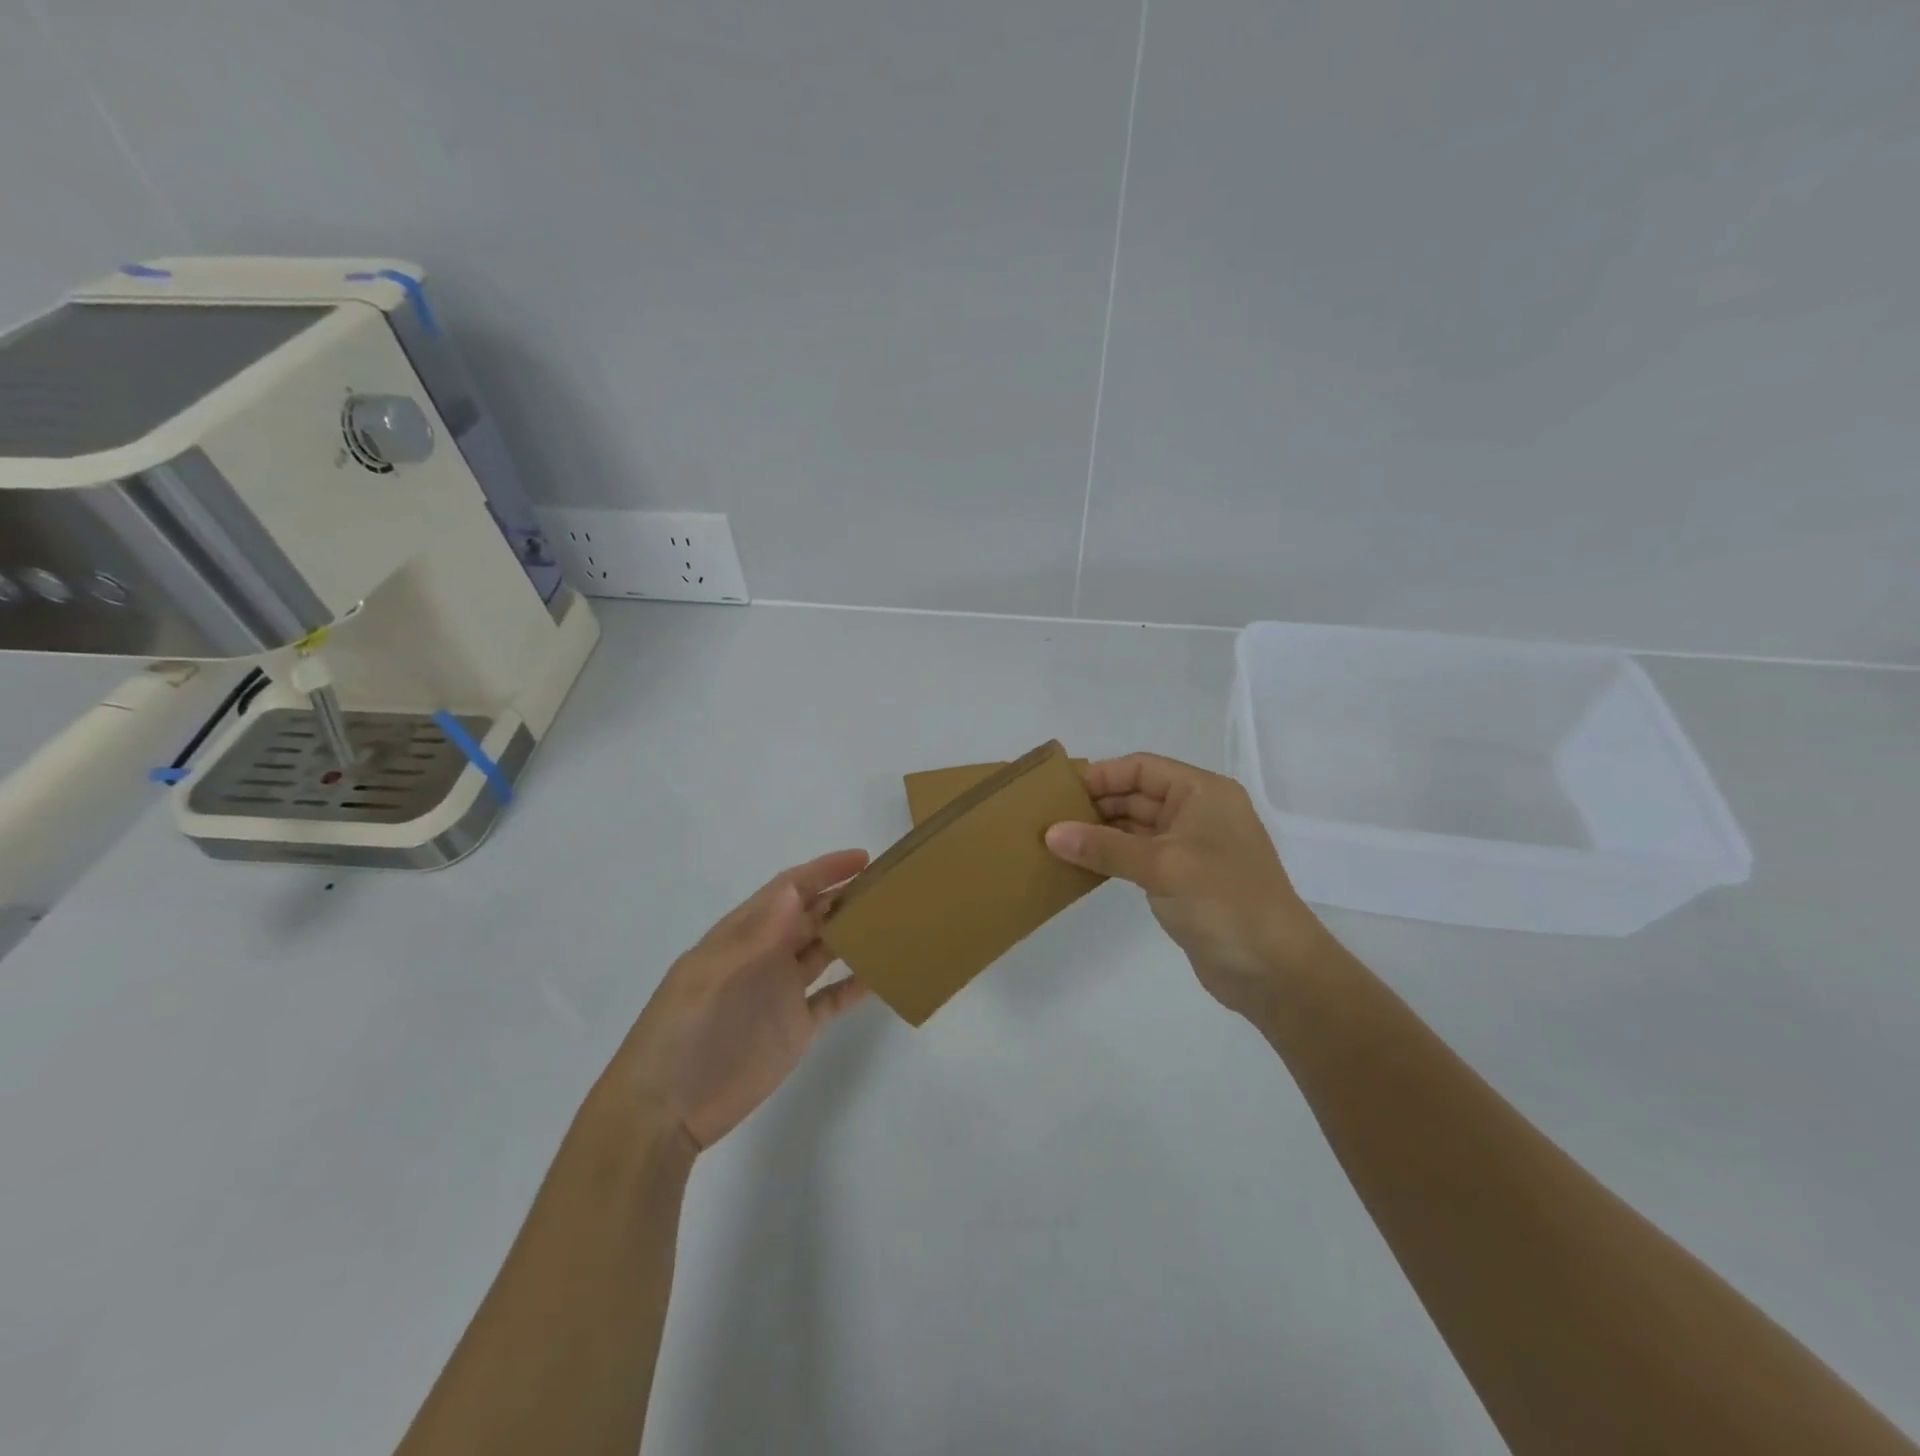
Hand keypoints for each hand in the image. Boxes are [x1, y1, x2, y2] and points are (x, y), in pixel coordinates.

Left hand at [602, 850, 870, 1151]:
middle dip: (846, 897)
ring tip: (893, 922)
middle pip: (813, 915)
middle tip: (889, 887)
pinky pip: (833, 997)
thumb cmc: (682, 1034)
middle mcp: (766, 954)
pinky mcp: (796, 1027)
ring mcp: (782, 991)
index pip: (789, 890)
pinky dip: (856, 984)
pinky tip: (882, 974)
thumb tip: (795, 889)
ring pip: (827, 950)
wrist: (665, 1112)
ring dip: (855, 934)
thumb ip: (756, 935)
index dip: (824, 871)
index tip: (863, 859)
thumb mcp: (712, 977)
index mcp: (742, 935)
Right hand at [1045, 754, 1326, 1017]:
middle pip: (1137, 795)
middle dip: (1096, 804)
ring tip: (1056, 840)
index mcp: (1202, 793)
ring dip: (1100, 832)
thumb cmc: (1225, 901)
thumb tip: (1050, 833)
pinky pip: (1138, 856)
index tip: (1060, 792)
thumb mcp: (1162, 866)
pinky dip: (1111, 856)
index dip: (1102, 775)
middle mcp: (1197, 813)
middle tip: (1049, 818)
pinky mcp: (1182, 880)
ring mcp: (1190, 848)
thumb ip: (1105, 847)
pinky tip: (1081, 864)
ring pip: (1135, 827)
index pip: (1143, 768)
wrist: (1274, 969)